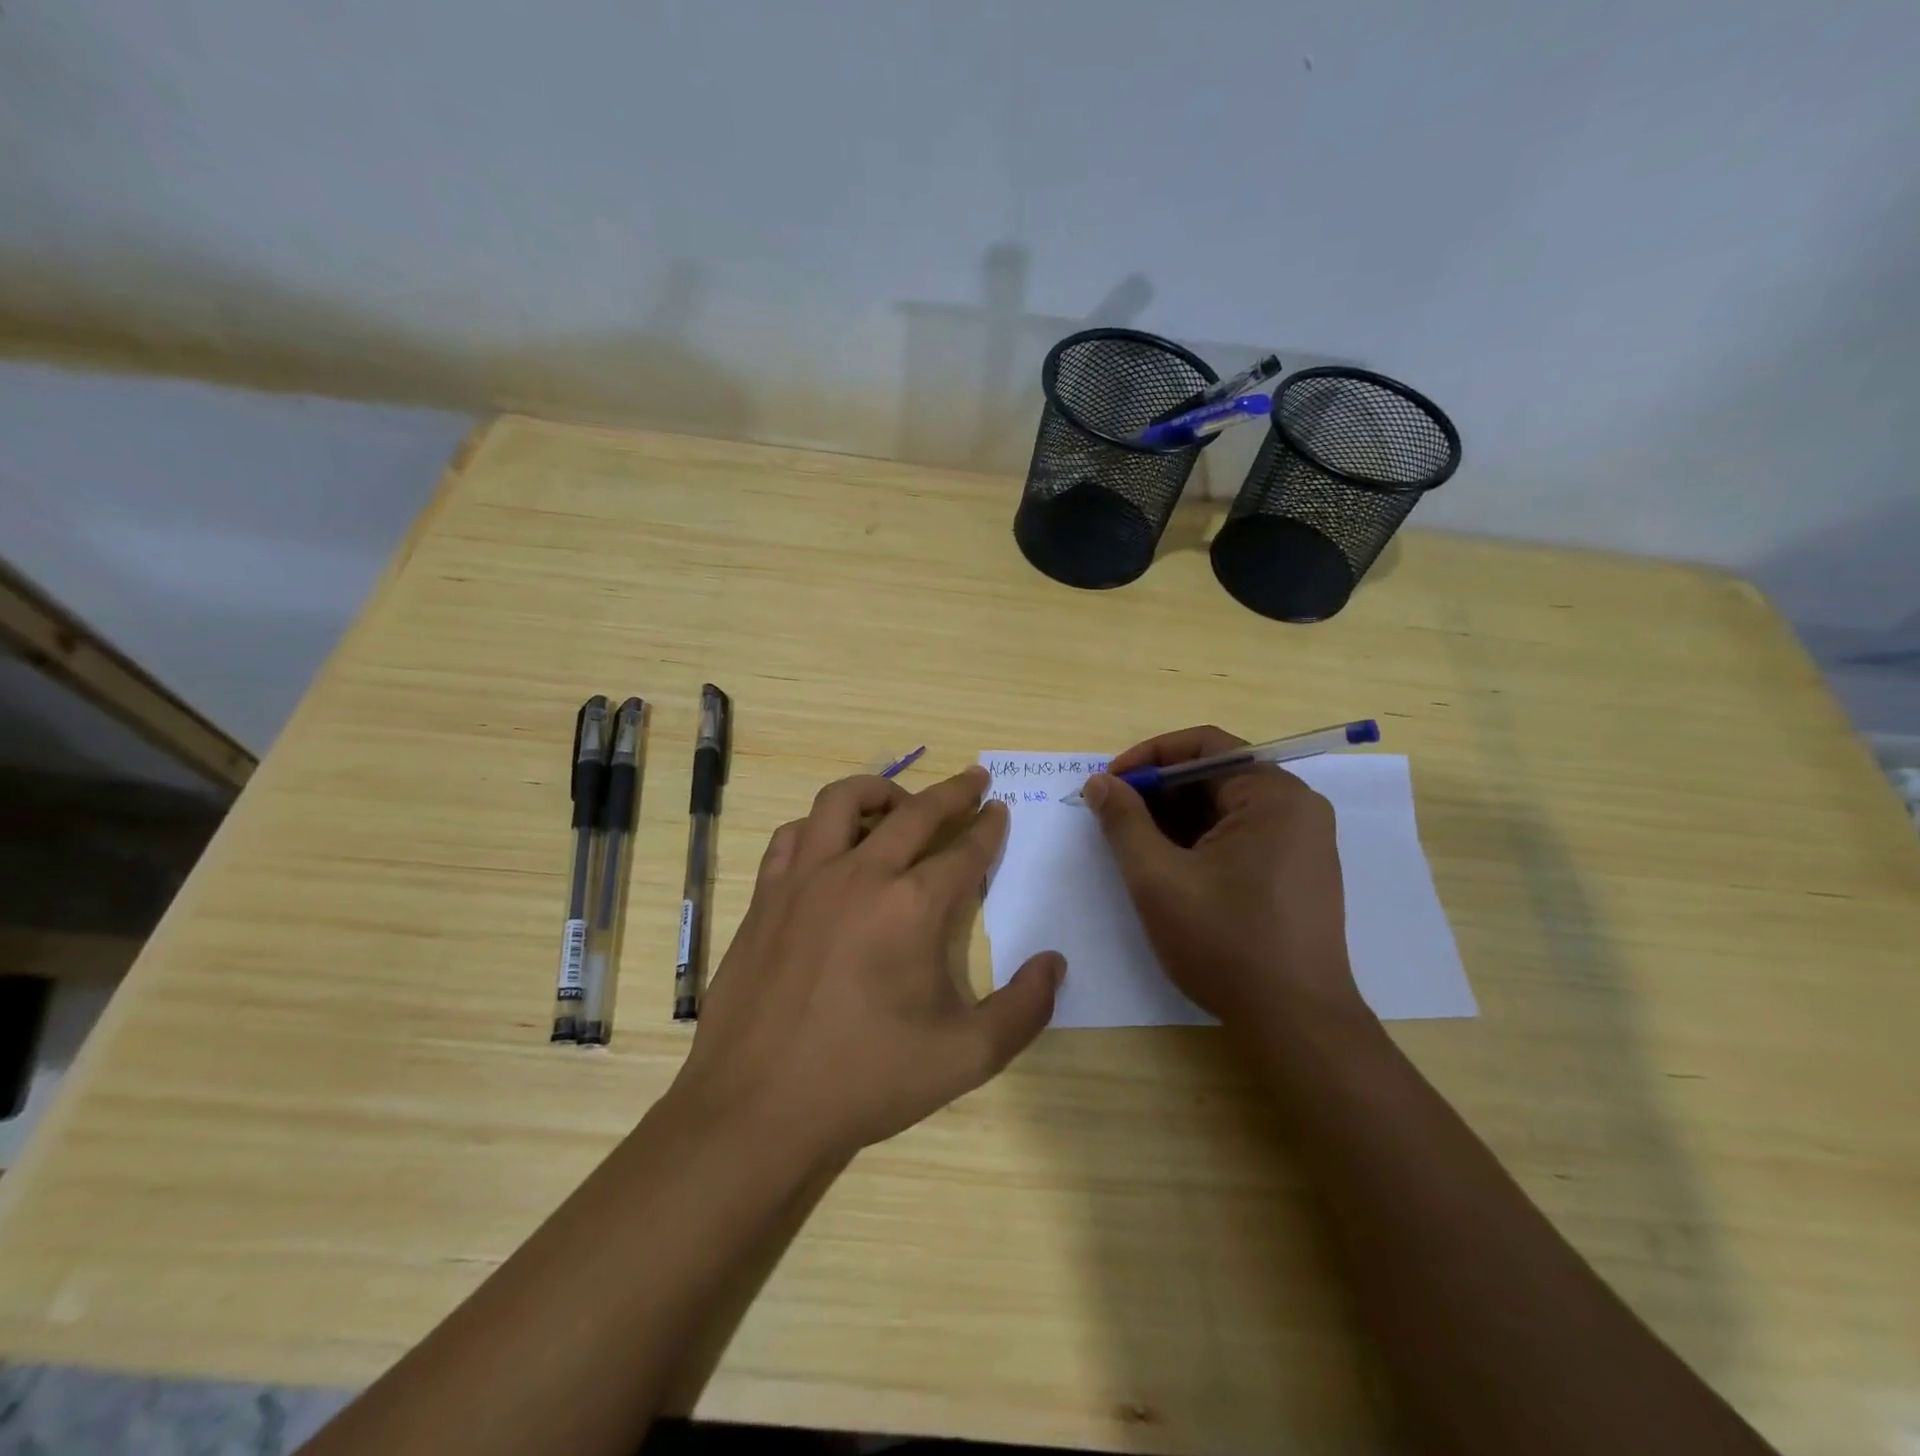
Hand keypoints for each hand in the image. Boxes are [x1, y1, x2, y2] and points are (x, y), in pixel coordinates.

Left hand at [671, 766, 1063, 1164]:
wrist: (757, 1108)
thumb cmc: (866, 1080)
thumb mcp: (966, 1057)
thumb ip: (1025, 1009)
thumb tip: (1055, 962)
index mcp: (913, 906)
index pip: (964, 851)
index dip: (988, 828)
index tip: (999, 810)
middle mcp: (861, 875)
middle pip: (915, 812)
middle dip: (952, 791)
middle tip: (974, 779)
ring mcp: (806, 879)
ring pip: (843, 801)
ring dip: (881, 792)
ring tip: (900, 803)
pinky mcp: (767, 895)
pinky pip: (794, 836)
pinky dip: (820, 826)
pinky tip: (830, 845)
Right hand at [1083, 725, 1365, 1028]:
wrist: (1295, 1023)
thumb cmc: (1224, 942)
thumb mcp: (1157, 878)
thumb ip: (1123, 821)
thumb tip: (1099, 783)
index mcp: (1273, 795)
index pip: (1204, 746)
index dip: (1148, 757)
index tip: (1108, 784)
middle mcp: (1297, 807)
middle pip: (1215, 776)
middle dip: (1158, 792)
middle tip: (1113, 817)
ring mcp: (1303, 841)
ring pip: (1225, 808)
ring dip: (1175, 819)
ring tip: (1134, 846)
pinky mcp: (1299, 872)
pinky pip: (1241, 835)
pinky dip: (1200, 841)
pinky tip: (1170, 868)